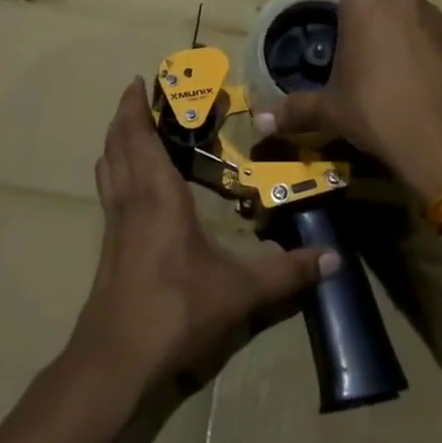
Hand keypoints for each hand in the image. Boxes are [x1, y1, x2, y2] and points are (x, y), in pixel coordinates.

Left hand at [66, 79, 333, 398]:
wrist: (115, 362)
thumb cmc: (175, 310)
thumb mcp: (239, 292)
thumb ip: (286, 273)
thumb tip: (334, 259)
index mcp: (158, 195)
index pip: (141, 138)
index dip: (135, 107)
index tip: (139, 80)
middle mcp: (131, 201)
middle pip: (118, 145)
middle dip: (125, 116)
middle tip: (138, 95)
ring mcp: (114, 225)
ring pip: (108, 168)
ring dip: (115, 142)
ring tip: (130, 129)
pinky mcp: (108, 249)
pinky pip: (109, 192)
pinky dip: (114, 171)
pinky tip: (129, 186)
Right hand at [253, 0, 441, 201]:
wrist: (440, 133)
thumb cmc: (374, 108)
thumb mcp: (330, 109)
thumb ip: (296, 110)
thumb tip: (260, 123)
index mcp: (362, 0)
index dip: (344, 26)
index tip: (344, 55)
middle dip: (375, 21)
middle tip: (367, 61)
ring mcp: (432, 13)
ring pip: (409, 14)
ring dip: (401, 32)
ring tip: (394, 74)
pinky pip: (431, 34)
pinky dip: (425, 49)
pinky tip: (419, 81)